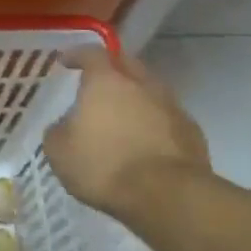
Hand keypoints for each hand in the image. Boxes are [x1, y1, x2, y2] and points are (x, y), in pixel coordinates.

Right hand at [42, 47, 211, 222]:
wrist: (168, 196)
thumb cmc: (104, 165)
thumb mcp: (59, 151)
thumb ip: (59, 130)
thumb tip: (66, 125)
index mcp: (106, 81)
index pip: (91, 53)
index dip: (77, 54)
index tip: (65, 61)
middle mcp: (142, 85)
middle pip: (127, 64)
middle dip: (112, 69)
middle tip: (97, 82)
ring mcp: (172, 107)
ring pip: (150, 90)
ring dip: (136, 97)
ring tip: (122, 115)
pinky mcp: (192, 132)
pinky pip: (166, 117)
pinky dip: (153, 122)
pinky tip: (144, 141)